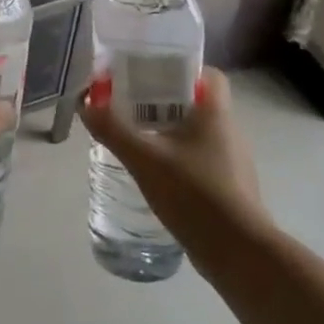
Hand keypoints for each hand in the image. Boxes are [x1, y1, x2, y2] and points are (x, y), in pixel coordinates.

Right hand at [79, 69, 266, 245]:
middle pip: (196, 102)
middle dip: (164, 101)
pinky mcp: (228, 188)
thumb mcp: (144, 158)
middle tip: (130, 106)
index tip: (150, 76)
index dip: (181, 70)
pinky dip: (177, 158)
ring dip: (169, 131)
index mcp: (215, 113)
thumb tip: (85, 104)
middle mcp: (228, 131)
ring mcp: (231, 161)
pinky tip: (154, 173)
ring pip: (197, 133)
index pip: (208, 74)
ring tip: (136, 138)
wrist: (238, 252)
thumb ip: (113, 129)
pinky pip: (199, 159)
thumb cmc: (195, 193)